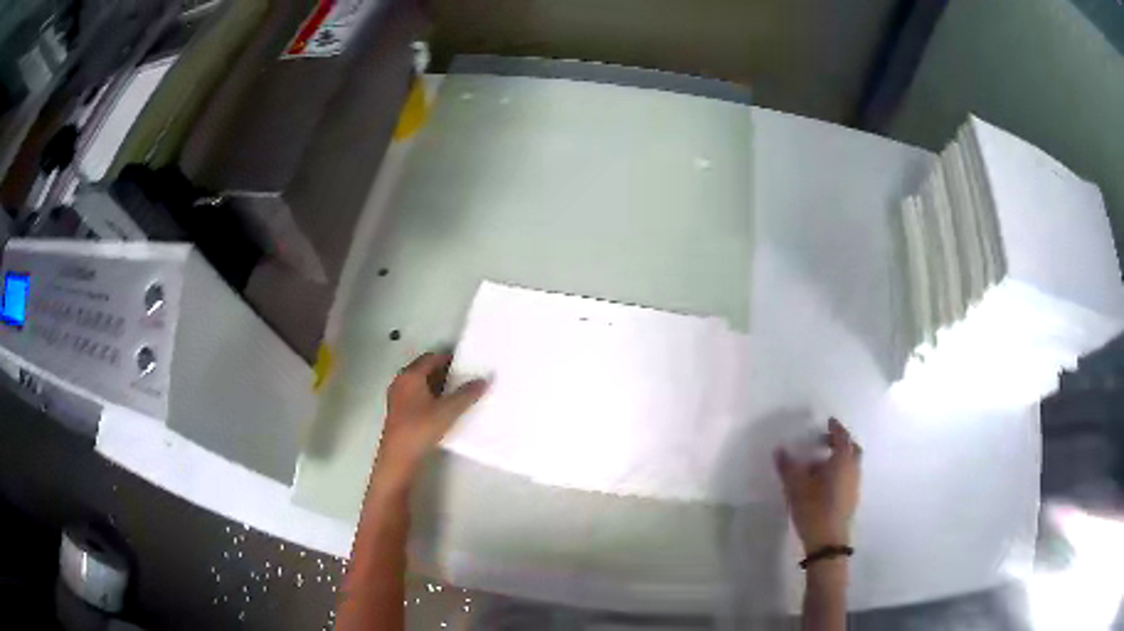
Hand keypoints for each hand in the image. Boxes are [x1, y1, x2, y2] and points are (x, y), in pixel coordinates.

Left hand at [373, 352, 488, 491]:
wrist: (399, 456)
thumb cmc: (421, 428)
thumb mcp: (448, 411)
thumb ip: (467, 394)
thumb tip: (484, 379)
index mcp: (410, 375)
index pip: (431, 358)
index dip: (448, 359)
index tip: (465, 365)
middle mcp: (401, 381)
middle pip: (423, 369)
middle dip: (443, 372)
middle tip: (463, 378)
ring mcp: (397, 397)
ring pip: (419, 383)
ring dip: (436, 385)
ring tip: (456, 393)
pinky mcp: (398, 411)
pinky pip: (415, 395)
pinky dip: (429, 396)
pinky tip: (441, 408)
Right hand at [775, 418, 861, 552]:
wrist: (827, 541)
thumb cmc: (814, 508)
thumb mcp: (795, 486)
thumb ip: (788, 466)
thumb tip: (779, 449)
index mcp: (842, 460)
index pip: (842, 437)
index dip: (835, 427)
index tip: (828, 421)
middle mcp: (853, 469)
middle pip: (851, 448)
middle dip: (840, 442)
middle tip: (823, 441)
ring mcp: (854, 485)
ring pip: (850, 463)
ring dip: (838, 458)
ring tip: (818, 464)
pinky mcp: (851, 498)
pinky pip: (848, 476)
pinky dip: (839, 471)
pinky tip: (823, 483)